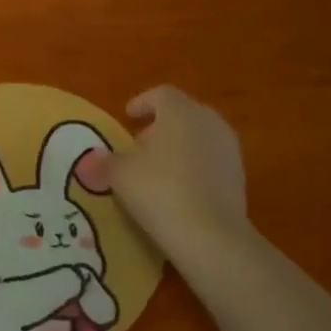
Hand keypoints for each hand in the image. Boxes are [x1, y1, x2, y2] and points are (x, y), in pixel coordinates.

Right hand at [107, 85, 249, 253]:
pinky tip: (176, 190)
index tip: (128, 116)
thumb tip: (92, 161)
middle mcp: (210, 123)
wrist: (210, 235)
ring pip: (198, 137)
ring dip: (177, 147)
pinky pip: (210, 161)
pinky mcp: (238, 177)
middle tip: (139, 145)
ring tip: (155, 170)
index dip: (142, 102)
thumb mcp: (120, 175)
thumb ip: (106, 162)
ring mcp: (229, 150)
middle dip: (160, 126)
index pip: (162, 94)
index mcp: (181, 112)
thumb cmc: (159, 191)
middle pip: (183, 114)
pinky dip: (192, 167)